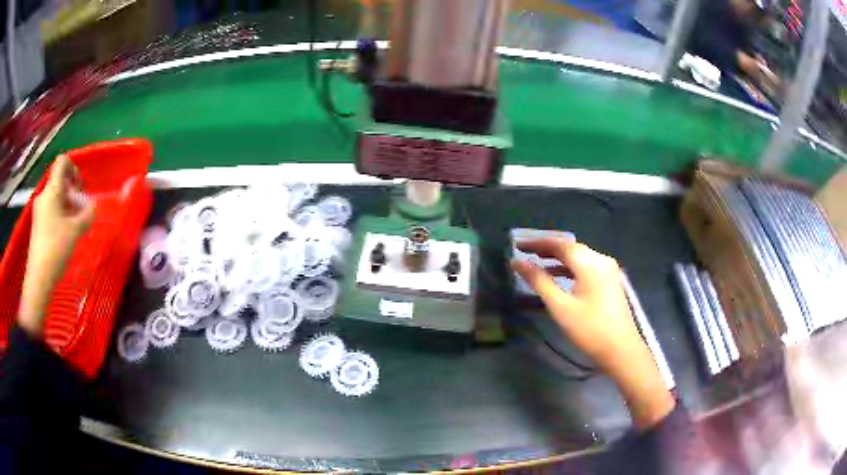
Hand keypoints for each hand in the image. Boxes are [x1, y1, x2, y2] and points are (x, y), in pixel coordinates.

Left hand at [18, 155, 94, 336]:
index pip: (63, 162)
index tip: (80, 188)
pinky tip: (65, 233)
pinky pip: (51, 209)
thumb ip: (87, 214)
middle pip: (60, 181)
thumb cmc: (56, 248)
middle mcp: (43, 195)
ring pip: (55, 197)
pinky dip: (60, 215)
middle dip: (72, 192)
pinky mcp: (38, 223)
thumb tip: (92, 205)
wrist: (39, 277)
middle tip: (80, 210)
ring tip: (74, 225)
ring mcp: (39, 210)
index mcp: (51, 190)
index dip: (74, 168)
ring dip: (67, 205)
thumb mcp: (76, 231)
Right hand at [511, 238, 674, 428]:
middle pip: (571, 247)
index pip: (560, 244)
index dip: (538, 242)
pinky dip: (570, 268)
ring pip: (579, 257)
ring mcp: (608, 270)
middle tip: (525, 251)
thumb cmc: (589, 329)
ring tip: (537, 262)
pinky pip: (586, 267)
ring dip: (558, 258)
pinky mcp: (610, 281)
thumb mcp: (560, 306)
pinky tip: (558, 276)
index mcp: (590, 263)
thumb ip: (539, 281)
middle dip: (547, 248)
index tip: (518, 244)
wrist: (621, 350)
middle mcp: (601, 260)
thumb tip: (517, 263)